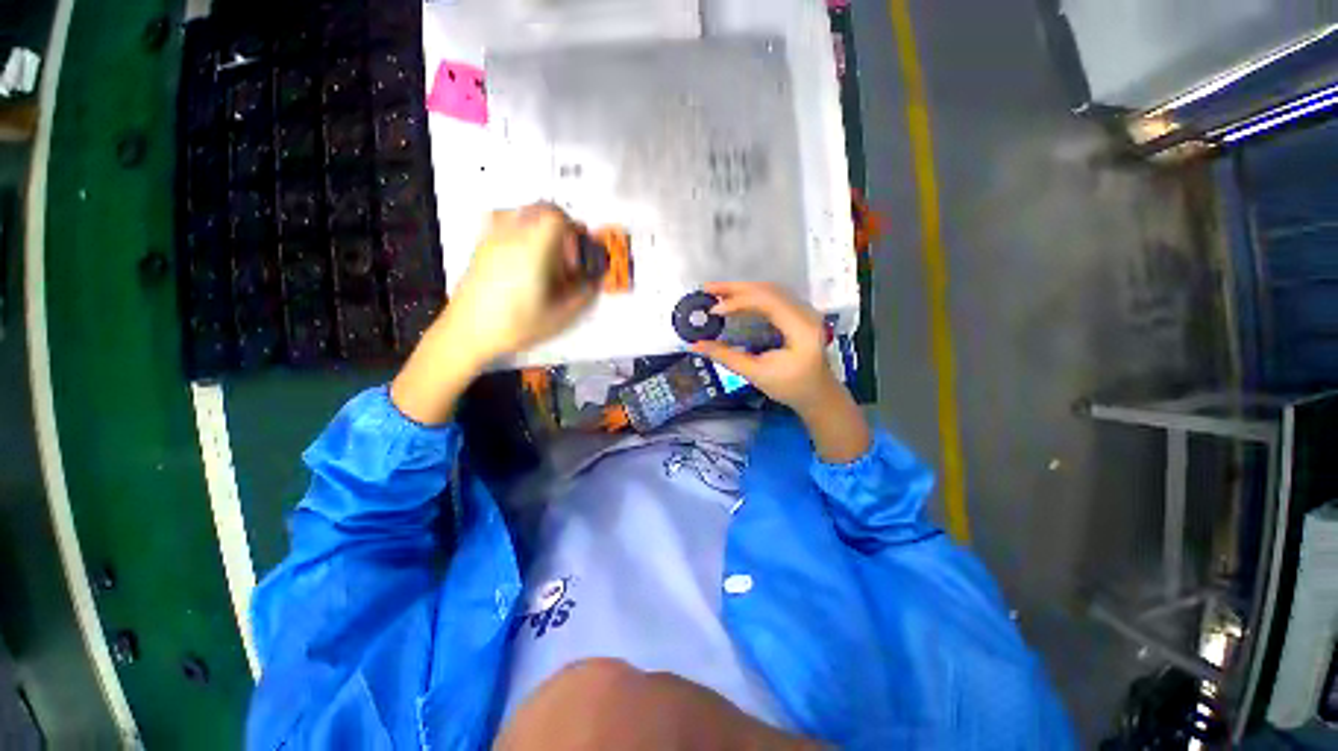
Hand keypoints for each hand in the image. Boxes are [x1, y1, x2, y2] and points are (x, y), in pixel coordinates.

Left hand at [390, 204, 596, 424]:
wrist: (467, 332)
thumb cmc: (516, 324)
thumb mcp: (559, 316)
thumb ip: (582, 295)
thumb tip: (593, 281)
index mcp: (533, 248)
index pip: (557, 217)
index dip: (573, 230)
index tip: (576, 255)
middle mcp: (511, 234)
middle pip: (540, 208)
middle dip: (560, 224)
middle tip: (565, 253)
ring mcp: (492, 237)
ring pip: (520, 210)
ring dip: (539, 223)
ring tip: (544, 252)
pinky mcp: (480, 246)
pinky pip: (502, 220)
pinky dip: (519, 227)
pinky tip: (521, 255)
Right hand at [692, 282, 869, 461]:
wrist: (818, 393)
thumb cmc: (791, 388)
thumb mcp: (757, 374)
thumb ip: (726, 357)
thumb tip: (695, 345)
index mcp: (800, 328)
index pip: (768, 302)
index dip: (738, 302)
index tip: (713, 311)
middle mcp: (805, 312)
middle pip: (768, 290)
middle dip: (735, 288)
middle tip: (706, 289)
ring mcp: (804, 310)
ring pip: (770, 290)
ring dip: (741, 289)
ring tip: (715, 292)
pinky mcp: (798, 313)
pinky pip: (773, 297)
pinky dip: (750, 296)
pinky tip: (734, 300)